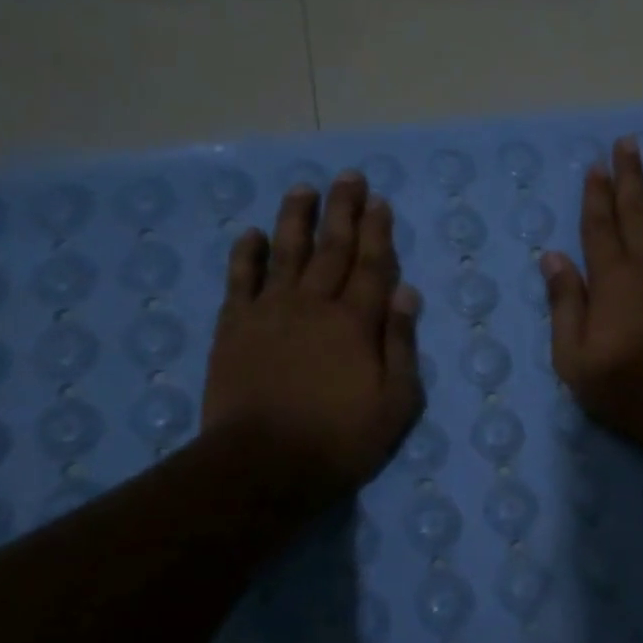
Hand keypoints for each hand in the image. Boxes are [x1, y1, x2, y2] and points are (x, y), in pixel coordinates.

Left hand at [204, 173, 423, 501]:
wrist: (263, 465)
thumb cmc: (340, 439)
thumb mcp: (395, 402)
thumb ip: (401, 344)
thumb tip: (407, 294)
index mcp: (356, 323)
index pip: (372, 266)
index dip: (378, 232)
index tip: (380, 202)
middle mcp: (314, 305)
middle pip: (332, 249)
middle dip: (343, 210)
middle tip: (348, 177)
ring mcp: (270, 313)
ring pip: (285, 253)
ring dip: (296, 219)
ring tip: (303, 189)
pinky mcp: (234, 328)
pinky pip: (240, 281)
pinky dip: (245, 255)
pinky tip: (249, 234)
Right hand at [542, 137, 642, 464]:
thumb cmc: (625, 385)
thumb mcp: (574, 357)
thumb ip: (564, 303)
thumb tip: (552, 257)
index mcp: (611, 278)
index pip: (599, 225)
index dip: (595, 194)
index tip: (595, 166)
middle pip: (635, 209)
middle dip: (628, 174)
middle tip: (627, 142)